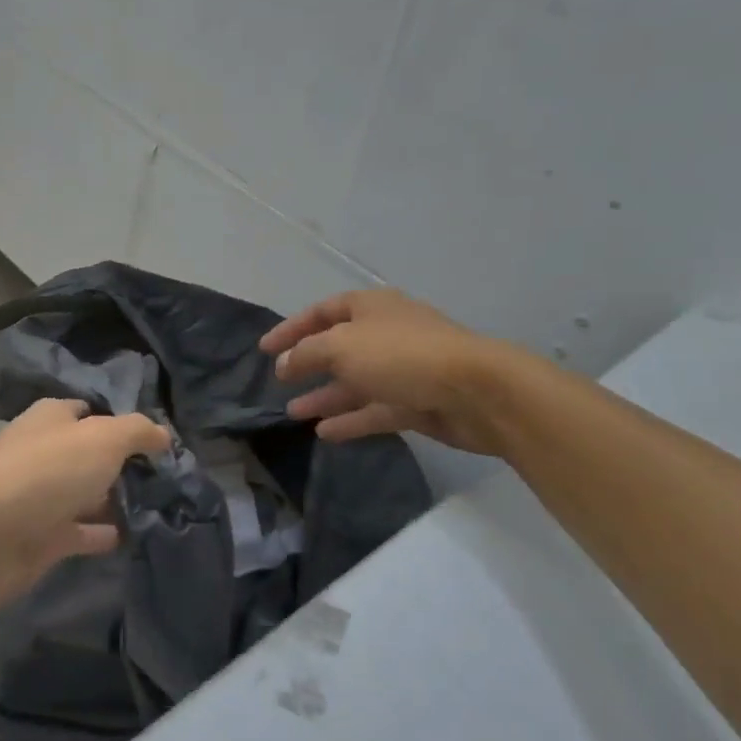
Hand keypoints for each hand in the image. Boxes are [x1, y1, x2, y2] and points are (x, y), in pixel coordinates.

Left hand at [0, 398, 170, 616]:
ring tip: (162, 505)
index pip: (90, 411)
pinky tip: (136, 535)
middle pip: (90, 454)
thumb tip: (164, 435)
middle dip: (124, 462)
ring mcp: (42, 497)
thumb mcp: (103, 438)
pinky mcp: (43, 538)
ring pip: (87, 493)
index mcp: (52, 419)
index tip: (158, 438)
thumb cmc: (46, 472)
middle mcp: (46, 453)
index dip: (121, 421)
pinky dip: (104, 533)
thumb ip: (138, 432)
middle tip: (170, 474)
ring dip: (116, 499)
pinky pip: (82, 532)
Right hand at [260, 288, 526, 453]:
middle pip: (339, 347)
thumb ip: (306, 354)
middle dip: (308, 364)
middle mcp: (386, 334)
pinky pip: (375, 410)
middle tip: (280, 382)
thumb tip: (284, 363)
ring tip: (293, 412)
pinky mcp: (417, 402)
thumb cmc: (402, 355)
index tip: (264, 350)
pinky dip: (350, 419)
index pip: (322, 312)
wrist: (476, 390)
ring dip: (325, 396)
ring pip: (355, 382)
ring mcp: (403, 369)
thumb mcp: (342, 347)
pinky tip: (325, 433)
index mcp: (370, 307)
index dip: (291, 328)